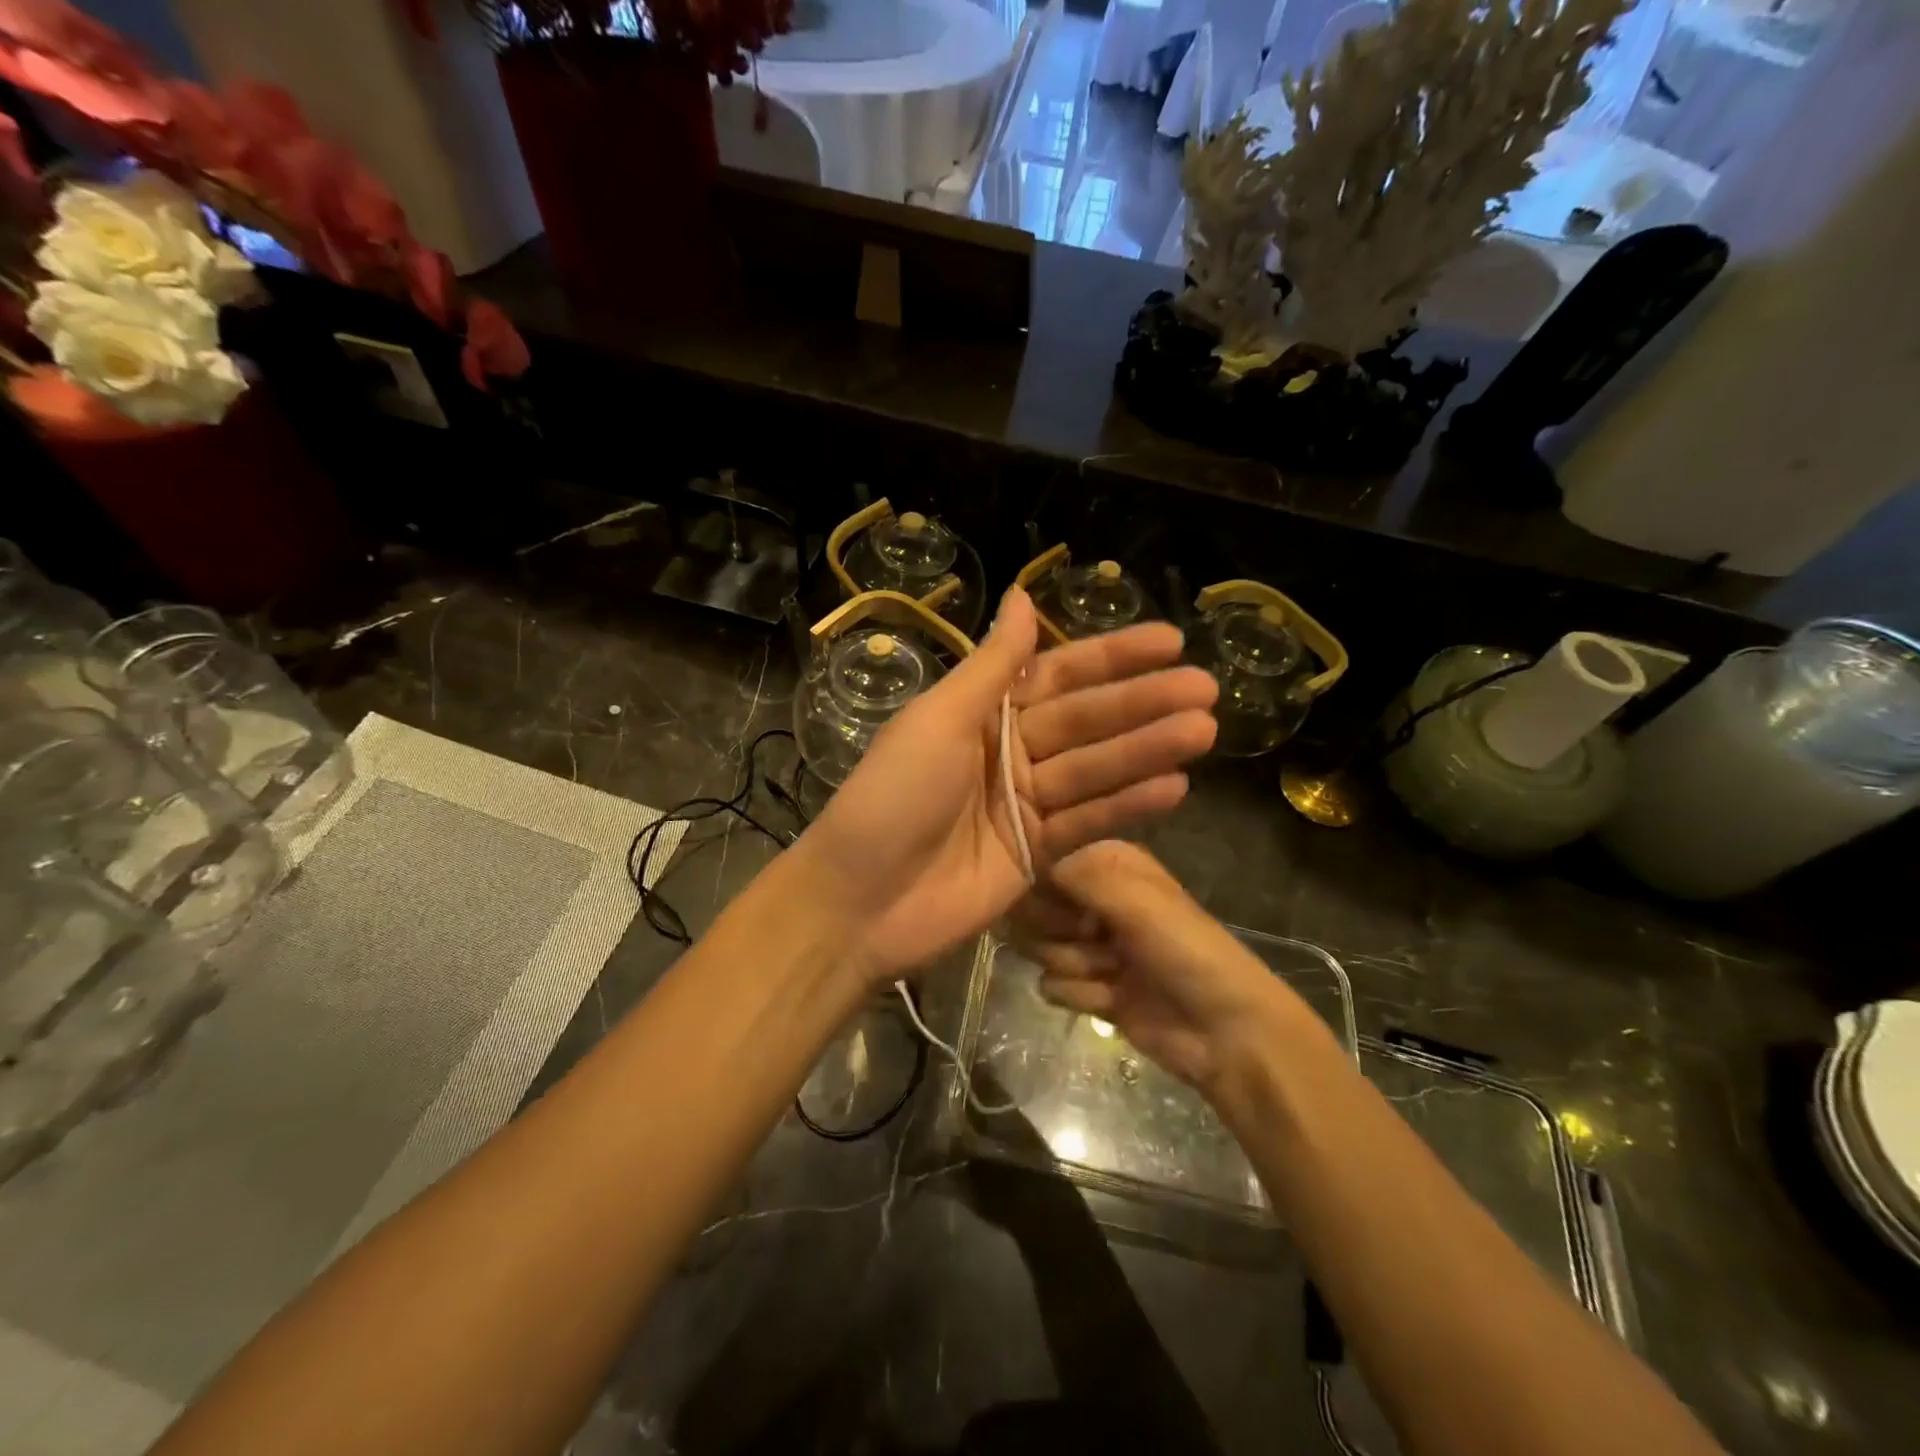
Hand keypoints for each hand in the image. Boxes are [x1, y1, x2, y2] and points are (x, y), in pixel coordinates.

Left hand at [799, 588, 1216, 981]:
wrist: (860, 901)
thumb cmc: (892, 797)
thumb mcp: (938, 719)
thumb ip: (991, 665)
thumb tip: (1023, 594)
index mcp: (982, 713)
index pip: (1058, 675)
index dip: (1112, 657)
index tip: (1169, 640)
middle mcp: (1008, 751)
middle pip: (1086, 721)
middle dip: (1143, 703)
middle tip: (1206, 688)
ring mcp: (1025, 804)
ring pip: (1096, 769)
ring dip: (1149, 750)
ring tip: (1204, 730)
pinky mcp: (1037, 854)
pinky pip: (1089, 821)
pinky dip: (1129, 805)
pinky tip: (1175, 786)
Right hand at [1011, 841, 1310, 1096]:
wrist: (1226, 1032)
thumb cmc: (1186, 951)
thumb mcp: (1136, 900)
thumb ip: (1078, 875)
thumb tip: (1026, 869)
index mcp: (1109, 864)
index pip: (1045, 863)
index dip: (1045, 888)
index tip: (1066, 908)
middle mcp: (1095, 898)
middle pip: (1033, 908)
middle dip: (1057, 931)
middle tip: (1094, 940)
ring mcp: (1090, 944)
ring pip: (1037, 947)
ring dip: (1072, 965)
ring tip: (1111, 972)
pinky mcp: (1089, 986)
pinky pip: (1051, 985)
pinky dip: (1079, 995)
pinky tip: (1112, 1000)